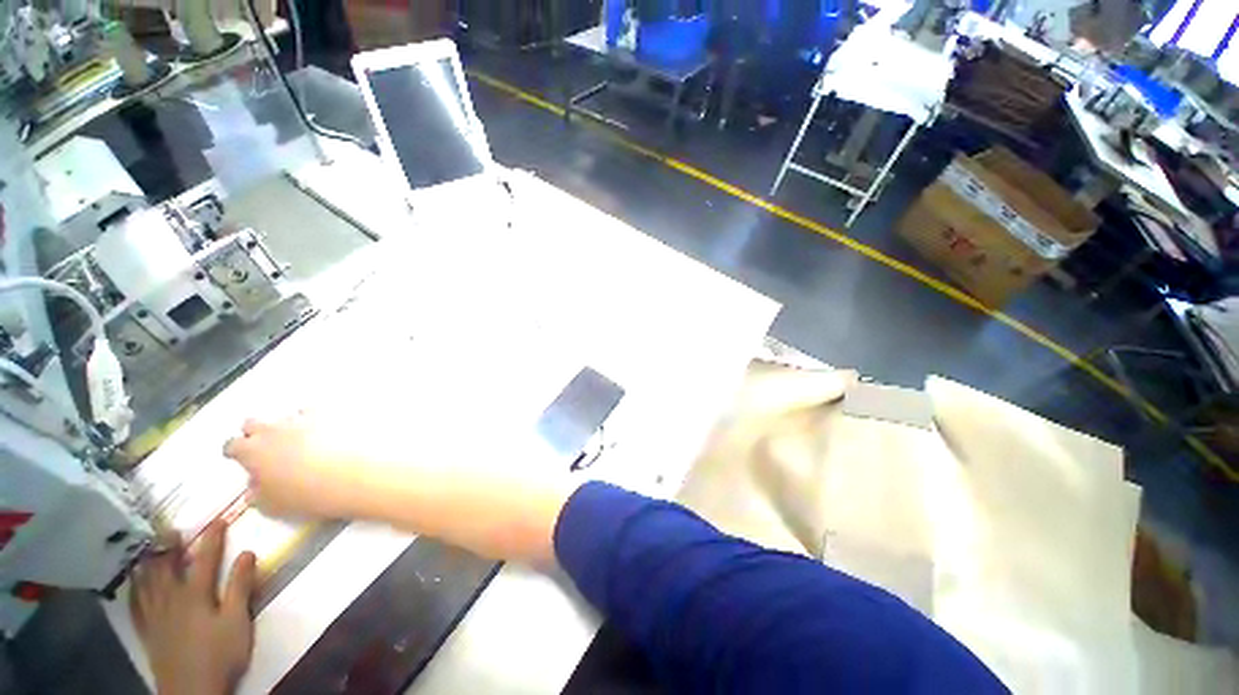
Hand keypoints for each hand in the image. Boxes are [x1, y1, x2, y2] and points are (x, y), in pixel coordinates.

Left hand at [130, 521, 256, 694]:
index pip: (204, 559)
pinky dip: (133, 590)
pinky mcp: (148, 632)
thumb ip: (240, 588)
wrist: (192, 692)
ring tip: (145, 549)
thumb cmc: (221, 654)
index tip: (219, 519)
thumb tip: (247, 552)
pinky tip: (132, 585)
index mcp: (195, 595)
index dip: (212, 538)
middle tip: (169, 529)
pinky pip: (136, 606)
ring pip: (146, 583)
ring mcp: (155, 617)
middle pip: (167, 568)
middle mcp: (171, 600)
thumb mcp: (238, 621)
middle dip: (168, 547)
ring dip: (146, 564)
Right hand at [223, 413, 375, 518]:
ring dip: (289, 425)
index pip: (231, 445)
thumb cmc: (309, 496)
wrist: (354, 476)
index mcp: (252, 451)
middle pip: (253, 423)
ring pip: (287, 415)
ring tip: (302, 439)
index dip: (235, 452)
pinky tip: (329, 429)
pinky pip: (321, 412)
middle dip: (256, 433)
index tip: (239, 457)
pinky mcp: (333, 414)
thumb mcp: (272, 505)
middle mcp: (274, 429)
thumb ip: (257, 493)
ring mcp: (304, 418)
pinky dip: (321, 419)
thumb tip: (256, 487)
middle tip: (266, 447)